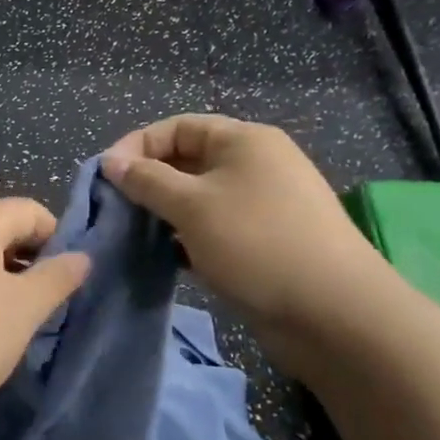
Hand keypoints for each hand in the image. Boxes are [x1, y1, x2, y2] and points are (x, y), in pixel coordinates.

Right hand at [103, 114, 386, 332]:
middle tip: (116, 210)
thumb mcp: (191, 205)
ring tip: (135, 235)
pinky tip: (168, 258)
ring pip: (199, 199)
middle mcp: (255, 165)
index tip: (106, 177)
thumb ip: (146, 180)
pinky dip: (188, 238)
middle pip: (188, 161)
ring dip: (165, 213)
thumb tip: (111, 162)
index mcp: (244, 141)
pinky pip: (215, 228)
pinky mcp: (265, 242)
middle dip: (149, 182)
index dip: (137, 146)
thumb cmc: (256, 242)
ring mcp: (263, 205)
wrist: (333, 313)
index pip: (177, 127)